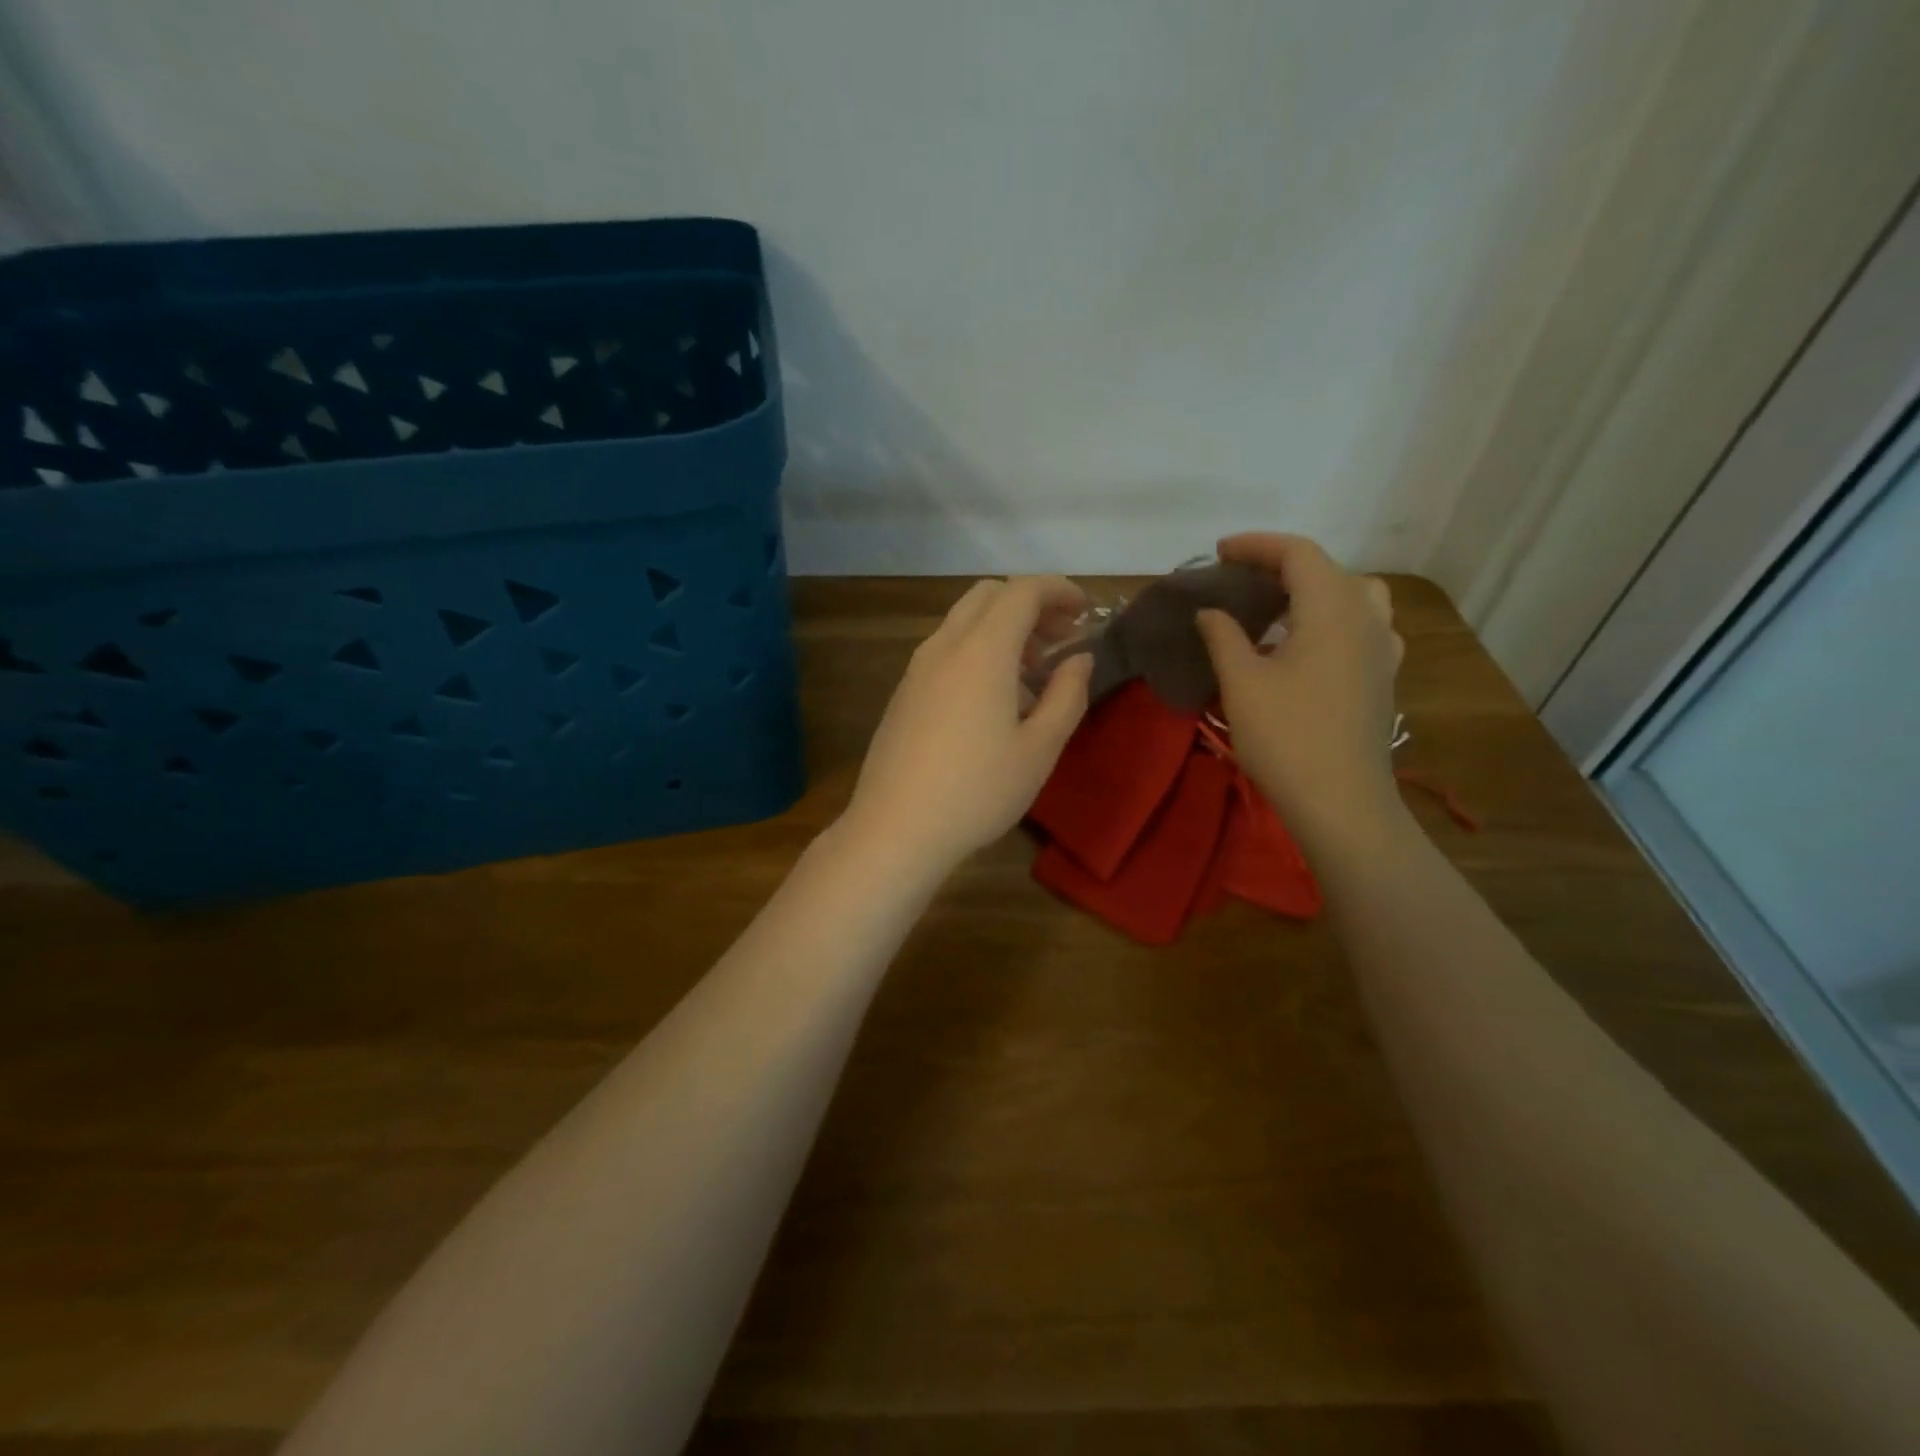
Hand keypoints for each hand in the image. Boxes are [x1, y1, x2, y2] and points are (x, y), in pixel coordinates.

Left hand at [840, 576, 1093, 876]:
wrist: (895, 828)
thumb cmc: (977, 790)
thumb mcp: (1039, 749)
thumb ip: (1067, 695)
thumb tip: (1080, 658)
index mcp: (982, 650)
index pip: (1022, 591)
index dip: (1059, 590)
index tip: (1085, 611)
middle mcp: (944, 646)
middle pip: (988, 595)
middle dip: (1030, 604)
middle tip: (1060, 639)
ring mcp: (917, 668)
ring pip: (964, 622)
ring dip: (1002, 628)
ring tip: (1032, 673)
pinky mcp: (903, 692)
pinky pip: (946, 650)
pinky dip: (977, 650)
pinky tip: (993, 700)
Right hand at [1195, 534, 1404, 848]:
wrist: (1341, 801)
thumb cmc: (1286, 736)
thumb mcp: (1241, 682)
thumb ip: (1223, 636)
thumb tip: (1209, 611)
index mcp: (1332, 609)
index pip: (1298, 553)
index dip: (1256, 546)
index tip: (1219, 553)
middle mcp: (1366, 617)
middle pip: (1327, 570)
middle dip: (1281, 565)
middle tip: (1240, 580)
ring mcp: (1382, 648)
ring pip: (1352, 596)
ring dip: (1312, 590)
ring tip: (1274, 608)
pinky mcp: (1383, 677)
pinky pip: (1360, 626)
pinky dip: (1329, 619)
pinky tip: (1304, 647)